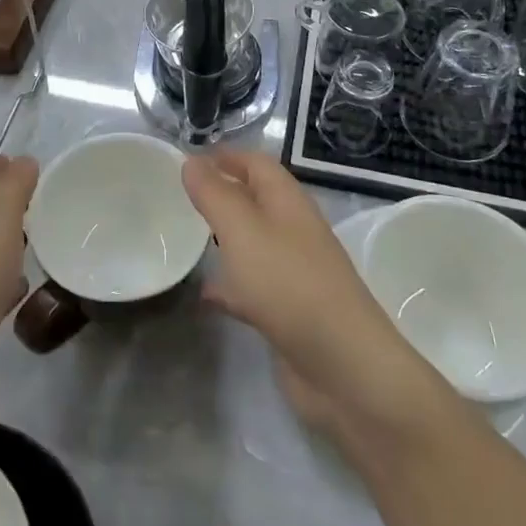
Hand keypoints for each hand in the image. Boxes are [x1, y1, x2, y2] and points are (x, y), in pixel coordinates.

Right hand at [182, 149, 461, 445]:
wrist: (344, 368)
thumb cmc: (289, 285)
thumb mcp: (242, 231)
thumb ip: (214, 194)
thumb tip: (191, 160)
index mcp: (288, 202)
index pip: (256, 163)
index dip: (224, 157)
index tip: (187, 161)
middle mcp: (294, 230)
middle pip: (255, 200)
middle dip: (222, 195)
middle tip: (181, 198)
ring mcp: (294, 272)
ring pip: (253, 243)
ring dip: (224, 238)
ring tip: (187, 239)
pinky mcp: (289, 312)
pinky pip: (252, 287)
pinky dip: (229, 285)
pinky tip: (204, 295)